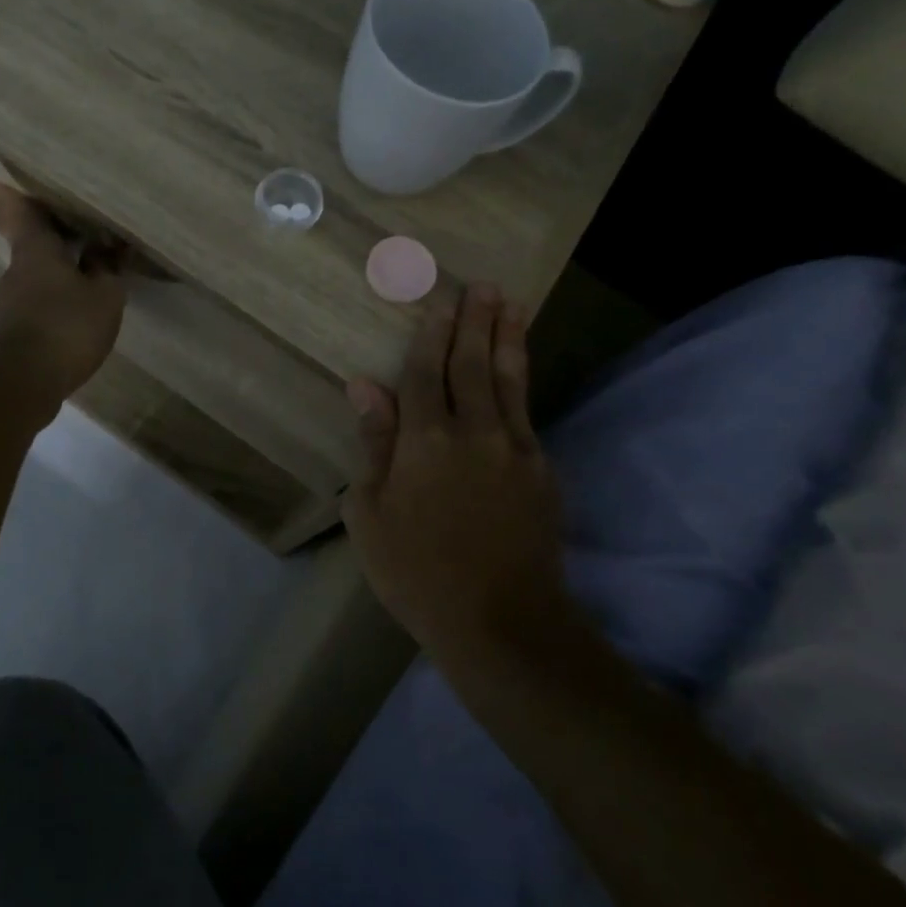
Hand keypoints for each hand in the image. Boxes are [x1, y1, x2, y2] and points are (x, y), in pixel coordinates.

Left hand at [0, 181, 126, 421]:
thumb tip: (106, 252)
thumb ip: (107, 271)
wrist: (24, 382)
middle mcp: (18, 271)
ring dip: (53, 269)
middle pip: (28, 243)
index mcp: (36, 251)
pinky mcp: (15, 331)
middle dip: (41, 233)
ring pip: (33, 274)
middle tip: (59, 224)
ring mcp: (12, 303)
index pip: (22, 214)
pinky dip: (53, 296)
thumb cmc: (66, 327)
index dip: (10, 197)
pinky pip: (37, 301)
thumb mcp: (104, 297)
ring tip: (81, 268)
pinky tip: (74, 308)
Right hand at [344, 284, 567, 656]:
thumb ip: (374, 443)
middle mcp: (473, 432)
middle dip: (475, 321)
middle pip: (472, 364)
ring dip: (507, 338)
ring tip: (511, 304)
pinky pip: (527, 412)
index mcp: (424, 440)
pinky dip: (521, 382)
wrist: (500, 621)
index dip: (431, 333)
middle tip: (483, 285)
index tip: (440, 299)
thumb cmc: (416, 570)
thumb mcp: (370, 513)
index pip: (426, 372)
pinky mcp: (541, 470)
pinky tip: (518, 368)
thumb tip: (364, 386)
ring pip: (508, 380)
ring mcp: (514, 449)